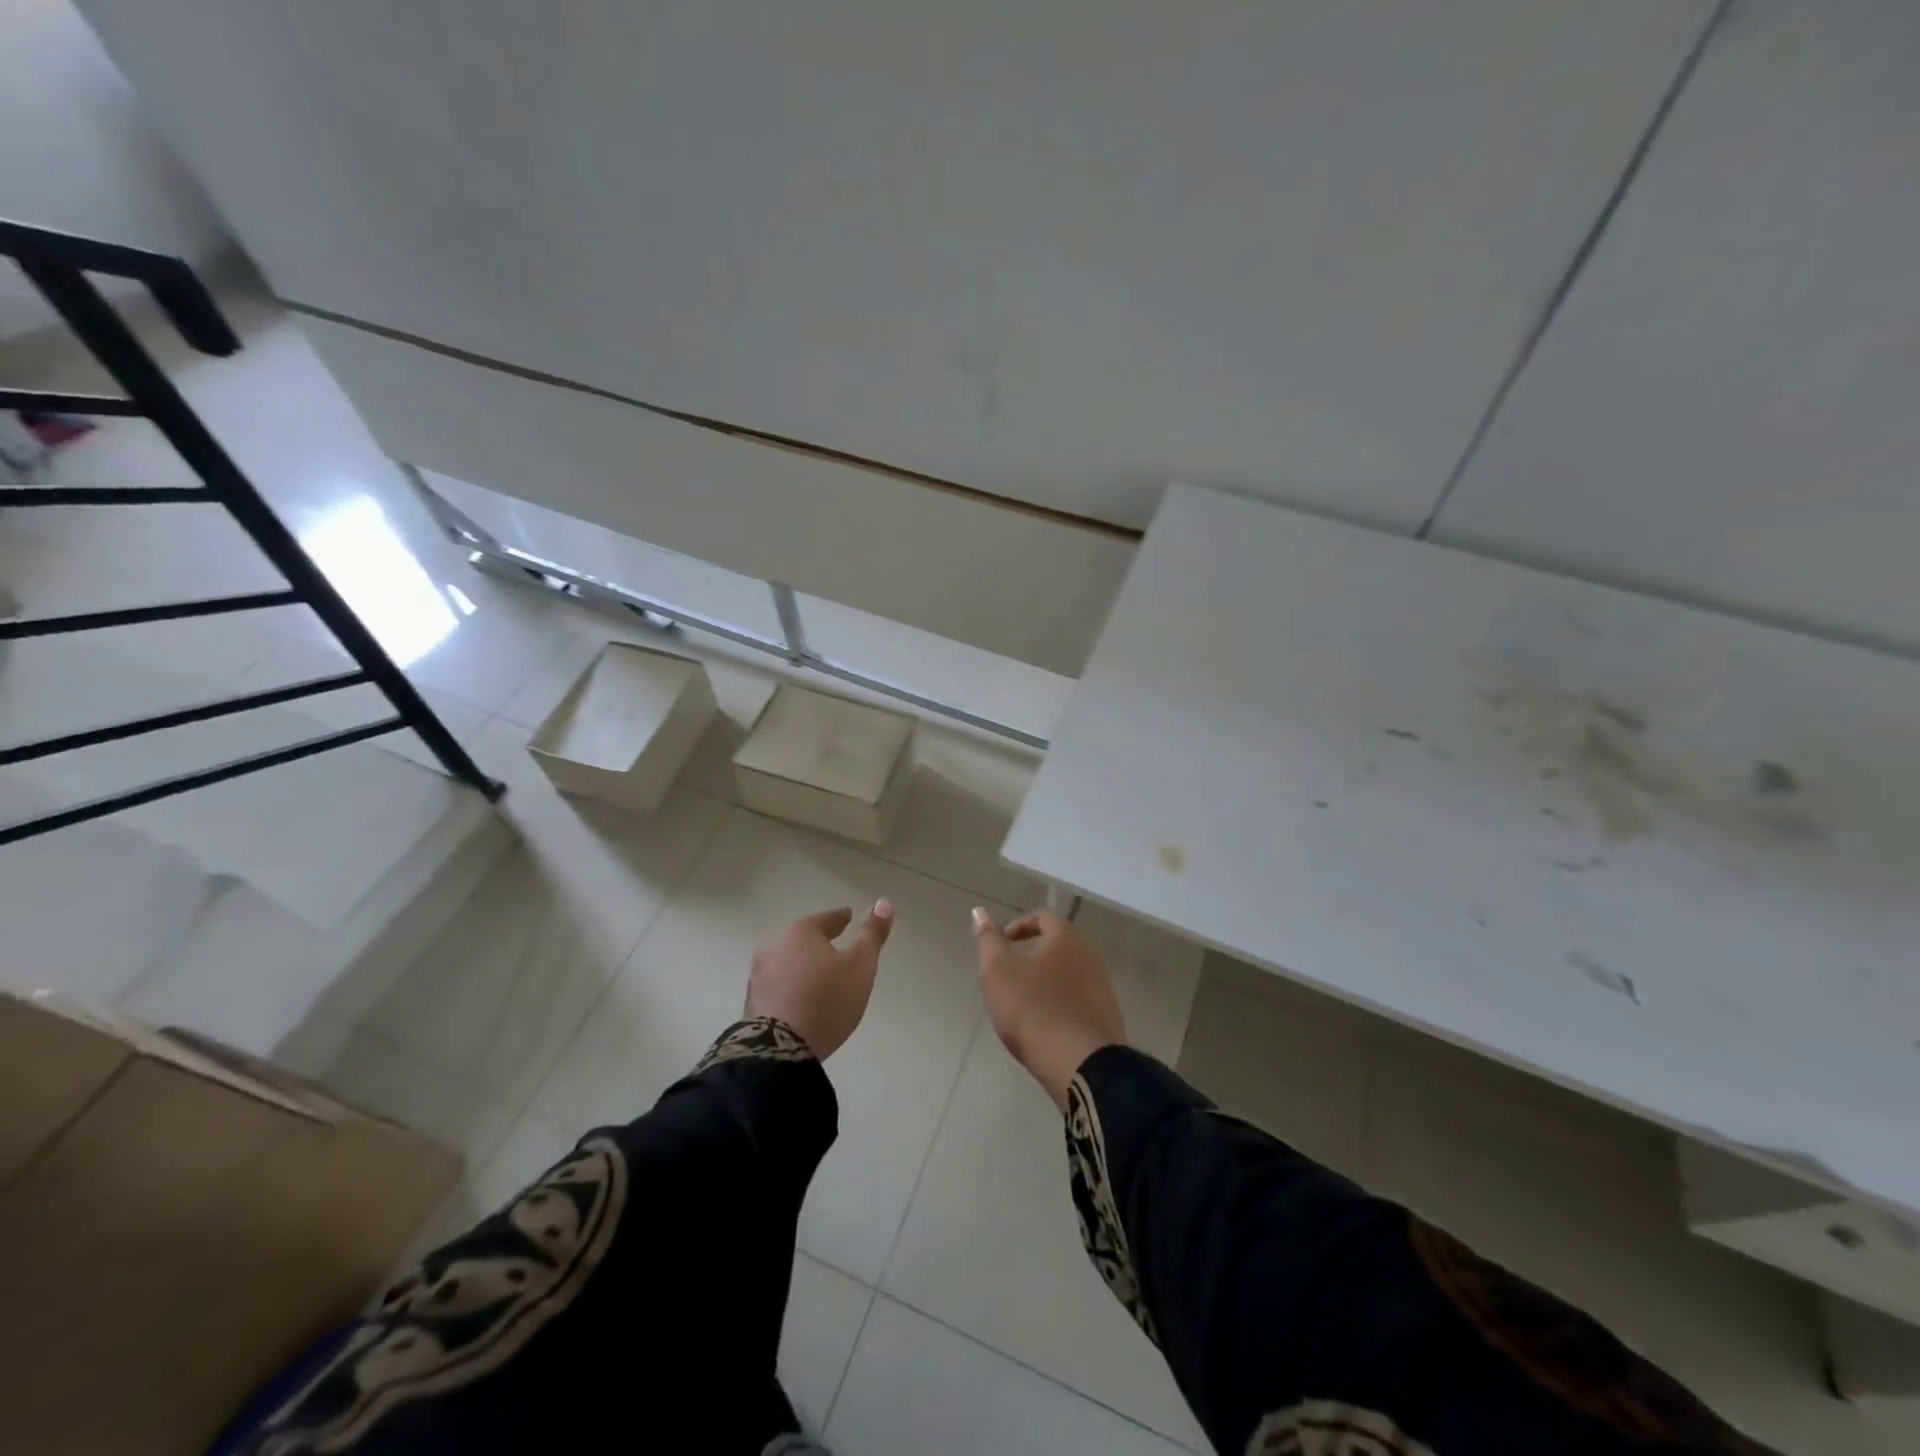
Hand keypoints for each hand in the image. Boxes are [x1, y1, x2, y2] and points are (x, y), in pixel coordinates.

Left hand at [746, 903, 893, 1058]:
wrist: (779, 1049)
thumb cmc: (826, 999)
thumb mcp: (860, 965)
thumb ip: (872, 935)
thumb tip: (883, 902)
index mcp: (801, 932)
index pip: (826, 919)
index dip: (840, 918)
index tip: (849, 916)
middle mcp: (774, 946)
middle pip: (802, 938)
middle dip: (818, 941)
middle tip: (834, 945)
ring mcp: (758, 975)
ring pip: (787, 961)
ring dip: (802, 965)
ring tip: (819, 975)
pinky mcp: (752, 1002)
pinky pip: (778, 985)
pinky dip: (791, 985)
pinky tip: (800, 997)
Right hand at [972, 907, 1126, 1108]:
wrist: (1082, 1064)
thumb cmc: (1034, 1010)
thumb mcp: (998, 973)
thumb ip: (989, 941)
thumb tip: (979, 911)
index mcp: (1066, 939)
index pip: (1044, 917)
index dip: (1021, 925)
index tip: (1004, 941)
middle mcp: (1090, 956)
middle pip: (1061, 944)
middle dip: (1036, 953)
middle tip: (1012, 972)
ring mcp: (1103, 987)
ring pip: (1071, 973)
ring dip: (1049, 979)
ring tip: (1026, 1001)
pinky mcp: (1108, 1017)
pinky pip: (1080, 1000)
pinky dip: (1062, 1002)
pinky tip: (1047, 1024)